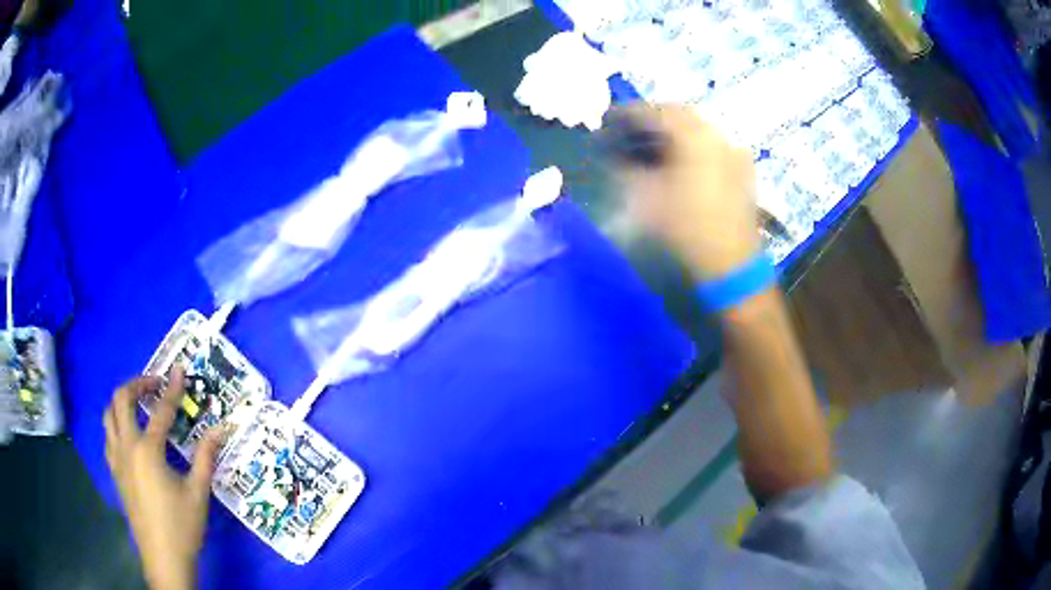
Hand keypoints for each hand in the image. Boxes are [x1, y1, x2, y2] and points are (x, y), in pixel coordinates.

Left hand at [104, 367, 221, 589]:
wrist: (163, 558)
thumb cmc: (182, 526)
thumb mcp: (198, 493)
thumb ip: (206, 457)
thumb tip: (221, 429)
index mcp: (148, 451)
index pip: (160, 411)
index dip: (171, 389)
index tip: (178, 370)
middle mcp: (127, 447)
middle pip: (121, 400)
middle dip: (137, 385)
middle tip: (154, 385)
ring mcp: (116, 459)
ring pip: (109, 415)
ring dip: (122, 402)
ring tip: (139, 404)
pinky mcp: (114, 472)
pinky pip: (108, 437)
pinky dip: (116, 424)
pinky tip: (129, 436)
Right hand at [613, 105, 760, 279]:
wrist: (730, 268)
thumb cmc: (684, 230)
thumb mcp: (644, 197)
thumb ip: (623, 167)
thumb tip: (609, 151)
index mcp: (695, 135)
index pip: (654, 111)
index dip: (626, 113)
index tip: (605, 118)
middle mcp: (718, 135)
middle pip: (678, 115)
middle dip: (650, 120)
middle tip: (626, 129)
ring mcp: (734, 153)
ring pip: (697, 130)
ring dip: (671, 132)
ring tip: (648, 144)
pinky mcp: (742, 172)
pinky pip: (711, 146)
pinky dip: (690, 146)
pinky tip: (677, 160)